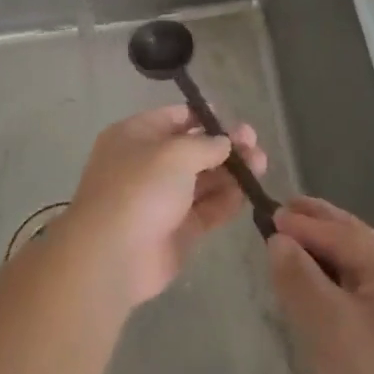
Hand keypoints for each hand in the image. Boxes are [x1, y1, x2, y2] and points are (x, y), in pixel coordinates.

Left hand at [62, 105, 262, 305]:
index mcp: (135, 136)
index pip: (174, 118)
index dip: (204, 118)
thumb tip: (224, 143)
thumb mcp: (175, 153)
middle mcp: (147, 164)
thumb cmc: (140, 188)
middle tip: (254, 144)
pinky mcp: (176, 230)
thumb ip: (206, 144)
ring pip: (202, 180)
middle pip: (192, 150)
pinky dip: (226, 201)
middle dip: (224, 146)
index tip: (233, 121)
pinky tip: (248, 193)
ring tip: (260, 165)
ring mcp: (161, 199)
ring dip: (231, 172)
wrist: (113, 255)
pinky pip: (206, 209)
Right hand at [269, 196, 373, 373]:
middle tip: (284, 211)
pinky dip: (333, 284)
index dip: (306, 223)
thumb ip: (298, 276)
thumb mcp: (326, 323)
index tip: (270, 213)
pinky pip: (360, 297)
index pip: (345, 234)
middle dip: (319, 227)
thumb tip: (278, 241)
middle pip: (356, 244)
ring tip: (292, 246)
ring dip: (324, 255)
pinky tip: (314, 291)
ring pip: (358, 271)